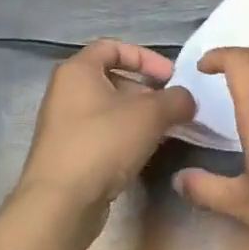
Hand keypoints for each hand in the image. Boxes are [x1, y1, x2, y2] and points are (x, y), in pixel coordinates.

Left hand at [13, 40, 195, 220]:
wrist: (61, 202)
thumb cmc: (103, 143)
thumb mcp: (151, 114)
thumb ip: (176, 99)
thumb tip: (186, 100)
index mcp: (77, 71)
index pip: (112, 47)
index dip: (145, 57)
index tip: (170, 77)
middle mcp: (65, 92)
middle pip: (112, 79)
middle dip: (146, 90)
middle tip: (171, 107)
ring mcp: (64, 125)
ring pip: (109, 109)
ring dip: (139, 116)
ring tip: (164, 131)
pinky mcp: (68, 153)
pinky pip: (102, 133)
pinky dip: (125, 136)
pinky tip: (144, 153)